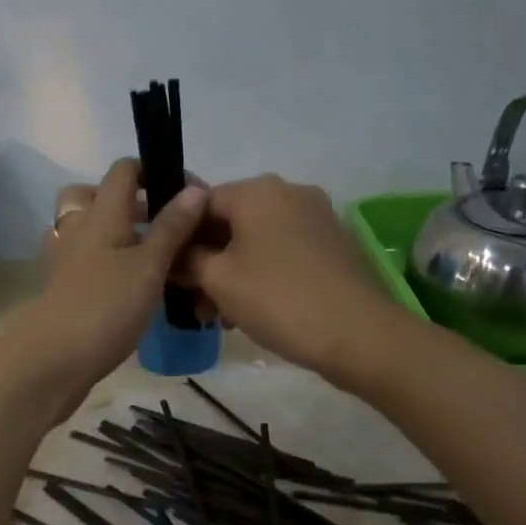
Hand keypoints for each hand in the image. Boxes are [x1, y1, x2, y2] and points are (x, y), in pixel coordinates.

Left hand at [13, 159, 206, 398]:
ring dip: (122, 235)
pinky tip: (133, 287)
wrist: (53, 361)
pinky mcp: (65, 288)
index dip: (156, 172)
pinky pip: (89, 261)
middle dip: (133, 203)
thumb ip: (171, 228)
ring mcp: (67, 260)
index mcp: (101, 213)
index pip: (124, 170)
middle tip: (166, 226)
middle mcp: (79, 228)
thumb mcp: (148, 266)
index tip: (188, 195)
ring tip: (155, 258)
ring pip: (92, 230)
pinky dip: (110, 264)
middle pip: (98, 196)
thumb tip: (195, 189)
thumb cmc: (105, 307)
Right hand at [177, 174, 390, 377]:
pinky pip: (282, 252)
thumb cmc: (277, 298)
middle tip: (192, 303)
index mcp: (257, 191)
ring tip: (219, 317)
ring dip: (231, 274)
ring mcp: (316, 218)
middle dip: (205, 262)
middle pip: (229, 223)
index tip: (168, 272)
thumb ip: (187, 260)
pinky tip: (250, 311)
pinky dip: (261, 275)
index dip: (178, 237)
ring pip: (255, 241)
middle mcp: (288, 193)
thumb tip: (173, 254)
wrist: (357, 333)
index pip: (199, 203)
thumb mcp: (218, 280)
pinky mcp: (332, 244)